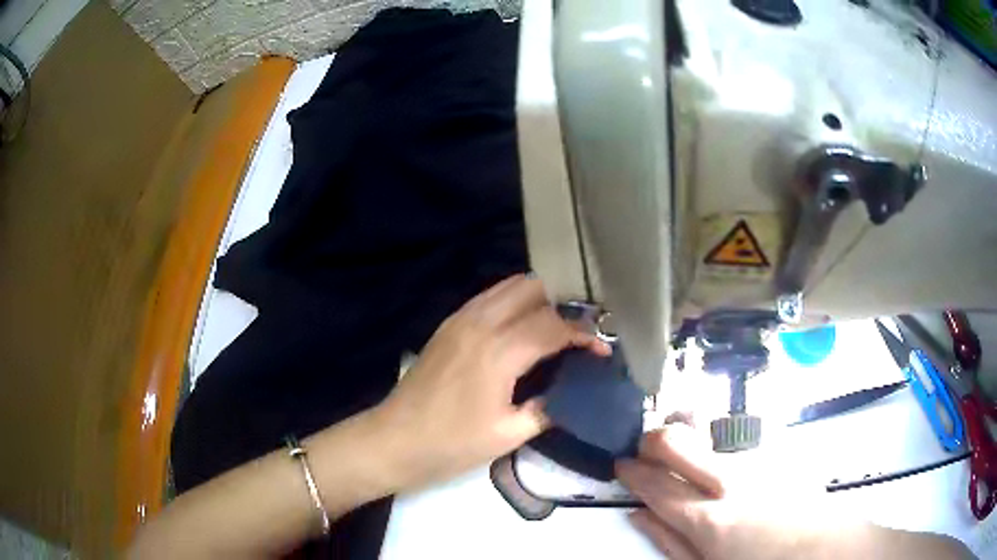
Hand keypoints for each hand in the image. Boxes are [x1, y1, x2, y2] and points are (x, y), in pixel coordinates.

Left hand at [373, 274, 609, 491]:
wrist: (395, 440)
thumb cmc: (451, 444)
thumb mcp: (508, 434)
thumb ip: (547, 409)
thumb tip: (571, 394)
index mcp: (499, 351)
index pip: (554, 325)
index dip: (584, 334)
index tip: (602, 350)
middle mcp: (481, 323)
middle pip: (533, 289)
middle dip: (562, 307)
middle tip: (575, 337)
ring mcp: (460, 319)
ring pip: (509, 286)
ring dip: (537, 301)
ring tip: (551, 330)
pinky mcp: (448, 324)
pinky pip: (488, 298)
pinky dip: (511, 303)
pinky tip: (518, 331)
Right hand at [617, 422, 973, 559]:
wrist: (821, 545)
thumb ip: (670, 541)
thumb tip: (640, 516)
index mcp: (706, 519)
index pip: (655, 485)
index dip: (632, 472)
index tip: (621, 465)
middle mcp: (726, 482)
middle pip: (675, 441)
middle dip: (650, 438)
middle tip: (642, 449)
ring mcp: (751, 463)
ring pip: (703, 432)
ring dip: (682, 436)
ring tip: (675, 448)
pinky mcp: (770, 454)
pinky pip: (729, 441)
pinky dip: (711, 444)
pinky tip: (714, 459)